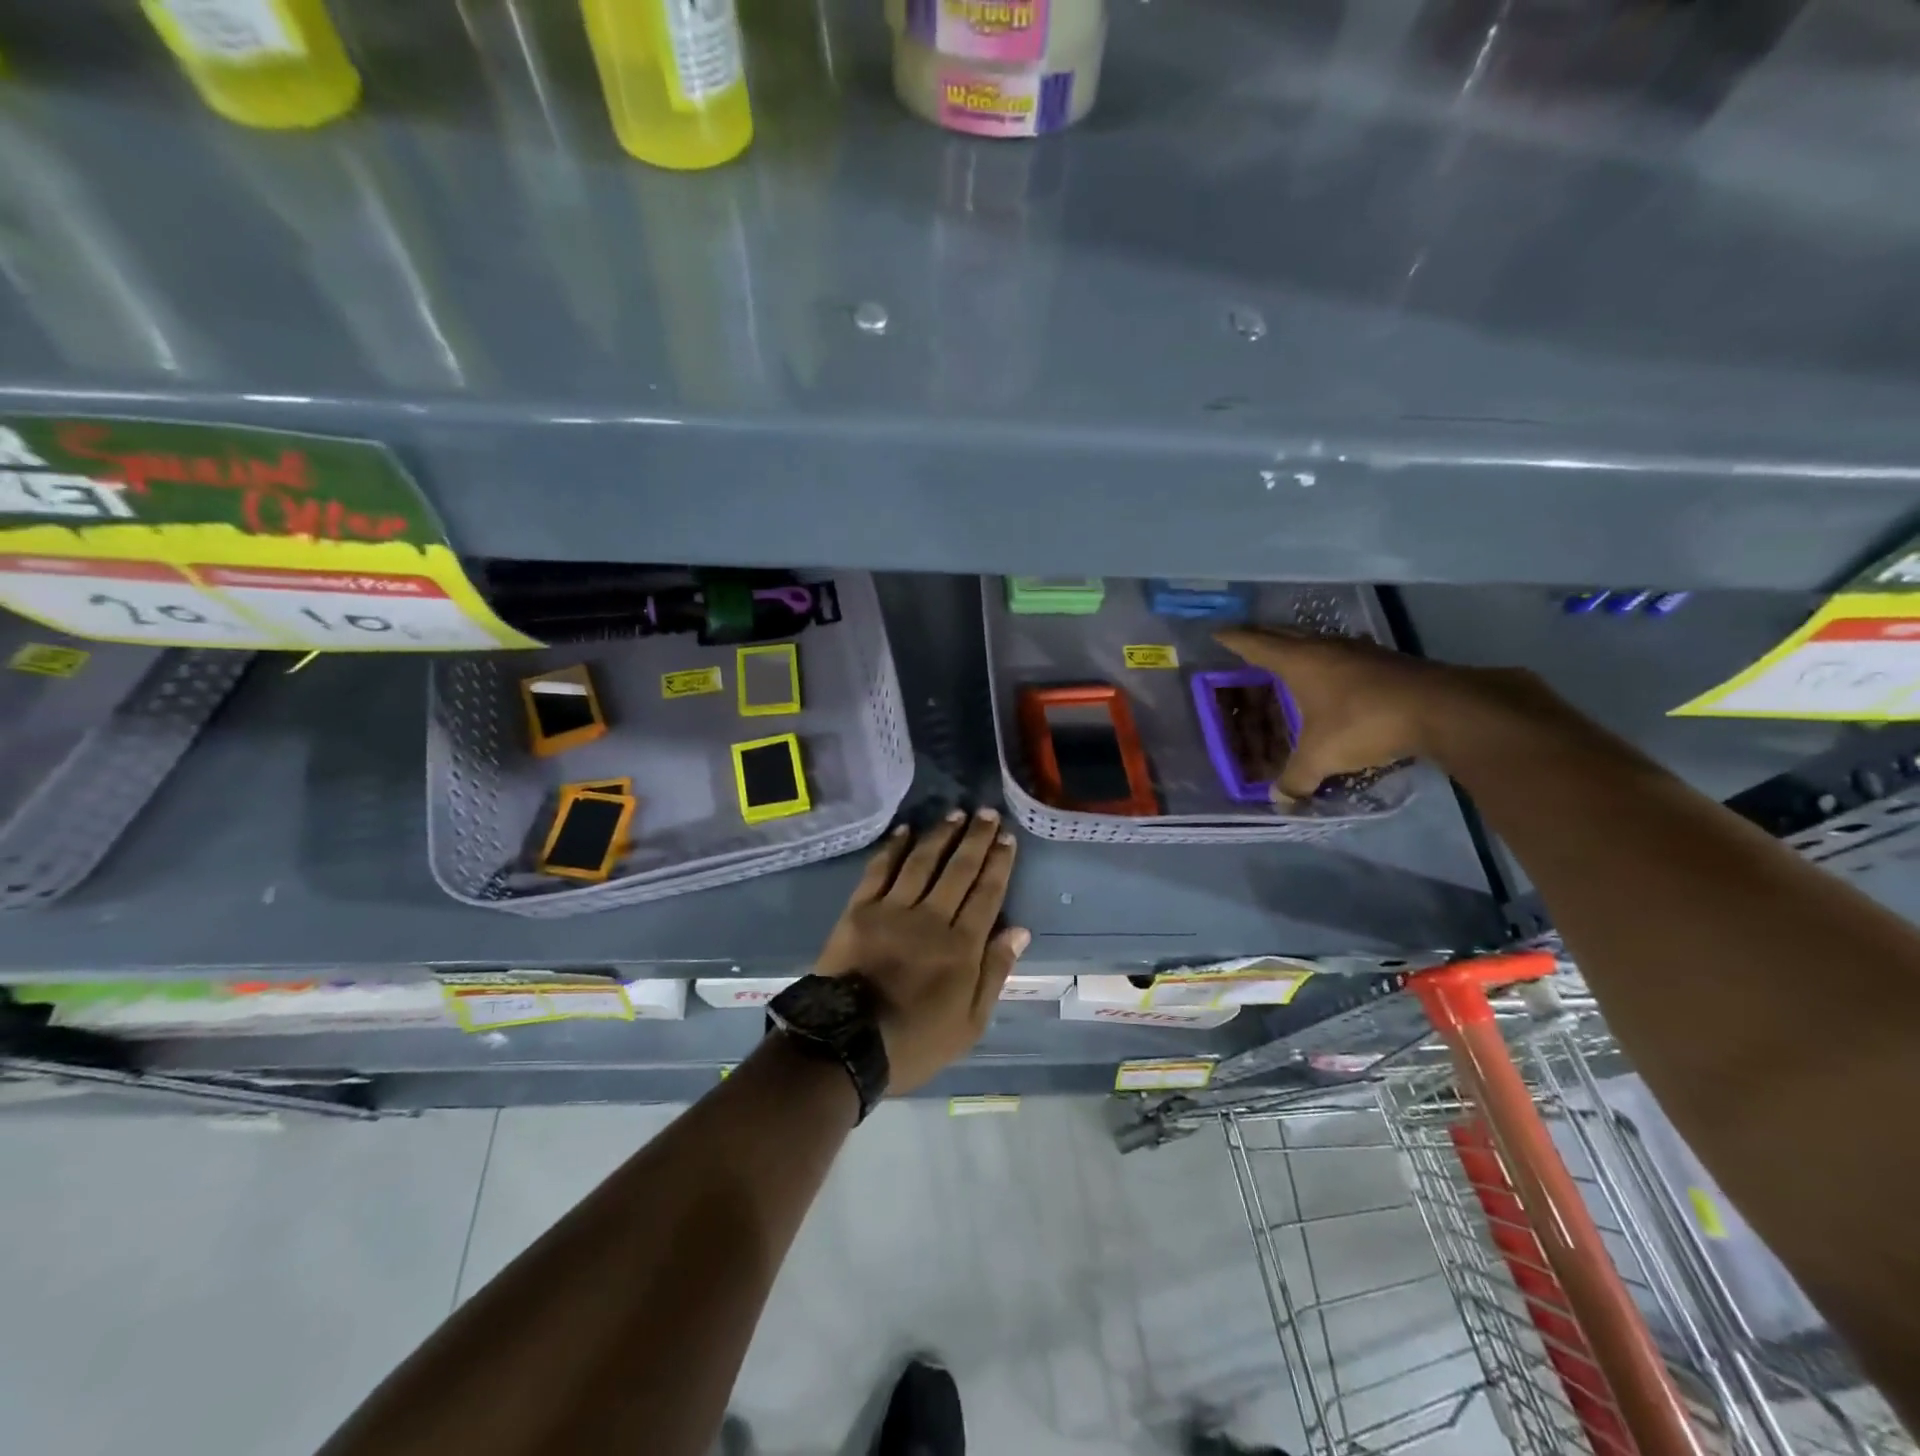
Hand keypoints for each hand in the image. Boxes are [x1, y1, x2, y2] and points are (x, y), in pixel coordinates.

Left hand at [813, 809, 1029, 1094]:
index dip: (998, 864)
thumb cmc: (914, 1042)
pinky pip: (880, 870)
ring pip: (923, 861)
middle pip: (959, 870)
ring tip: (955, 813)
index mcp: (961, 946)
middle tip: (986, 813)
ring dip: (941, 834)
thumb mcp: (969, 1024)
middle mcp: (931, 918)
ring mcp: (892, 909)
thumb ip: (994, 973)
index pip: (987, 894)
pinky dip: (894, 847)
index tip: (1006, 838)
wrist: (844, 1045)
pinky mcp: (859, 909)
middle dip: (975, 839)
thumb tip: (1019, 931)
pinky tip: (905, 830)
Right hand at [1215, 627, 1515, 799]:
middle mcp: (1325, 647)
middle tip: (1245, 641)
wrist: (1443, 710)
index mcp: (1299, 662)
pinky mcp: (1386, 661)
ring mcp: (1359, 651)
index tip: (1218, 632)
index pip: (1256, 644)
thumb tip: (1280, 802)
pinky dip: (1328, 660)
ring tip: (1286, 656)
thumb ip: (1296, 779)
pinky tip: (1334, 674)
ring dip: (1299, 645)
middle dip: (1262, 636)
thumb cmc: (1365, 723)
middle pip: (1284, 634)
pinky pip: (1343, 654)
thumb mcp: (1321, 757)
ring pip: (1317, 641)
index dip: (1234, 639)